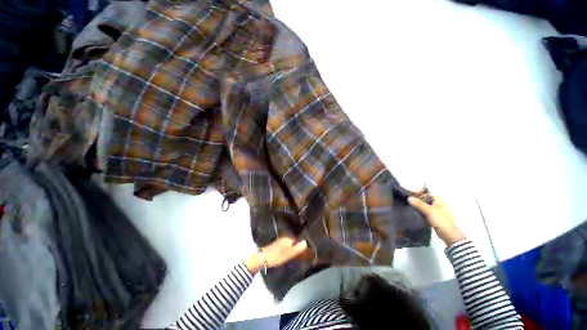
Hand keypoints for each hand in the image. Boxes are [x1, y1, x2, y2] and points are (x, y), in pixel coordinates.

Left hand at [244, 237, 307, 273]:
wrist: (262, 258)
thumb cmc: (276, 255)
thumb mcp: (288, 253)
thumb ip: (297, 248)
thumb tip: (306, 242)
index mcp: (289, 238)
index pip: (299, 238)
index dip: (304, 242)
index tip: (310, 246)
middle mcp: (286, 237)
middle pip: (296, 240)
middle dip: (301, 244)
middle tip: (308, 250)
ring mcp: (282, 241)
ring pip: (292, 243)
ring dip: (297, 246)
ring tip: (303, 252)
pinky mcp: (279, 245)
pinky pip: (289, 245)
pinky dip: (292, 248)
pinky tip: (294, 252)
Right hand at [408, 196, 464, 246]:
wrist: (449, 235)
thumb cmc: (441, 220)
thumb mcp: (429, 211)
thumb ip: (419, 204)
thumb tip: (409, 198)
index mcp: (437, 199)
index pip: (425, 192)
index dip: (417, 192)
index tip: (408, 195)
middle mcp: (435, 203)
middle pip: (423, 198)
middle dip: (415, 199)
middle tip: (405, 201)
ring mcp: (434, 210)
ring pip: (422, 205)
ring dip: (415, 205)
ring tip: (406, 206)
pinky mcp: (431, 216)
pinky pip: (422, 211)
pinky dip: (417, 211)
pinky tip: (411, 212)